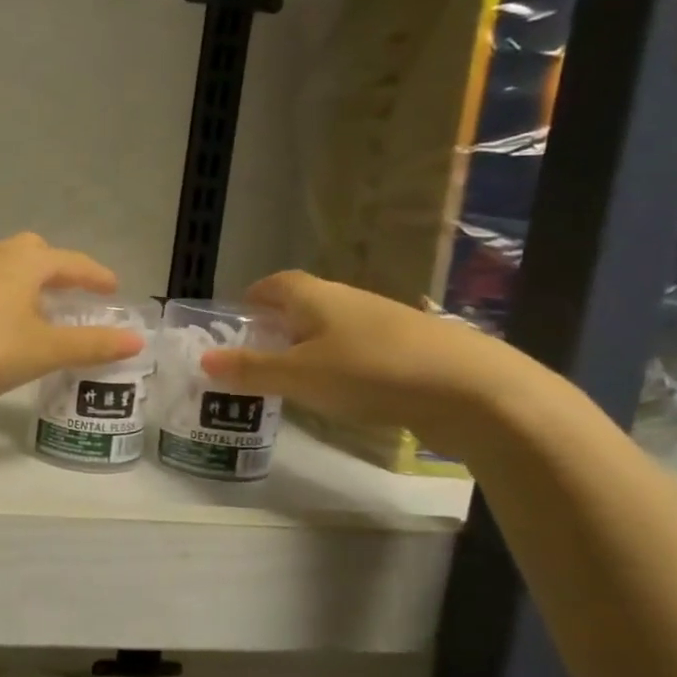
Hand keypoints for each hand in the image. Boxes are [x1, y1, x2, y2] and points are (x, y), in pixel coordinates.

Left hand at [0, 234, 144, 398]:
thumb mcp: (43, 350)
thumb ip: (90, 345)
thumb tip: (136, 340)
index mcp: (26, 262)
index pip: (72, 262)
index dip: (96, 275)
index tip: (113, 288)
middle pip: (34, 251)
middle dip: (57, 269)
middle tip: (71, 292)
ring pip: (5, 264)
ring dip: (26, 280)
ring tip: (36, 307)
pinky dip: (2, 292)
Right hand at [201, 271, 537, 454]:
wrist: (473, 390)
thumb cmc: (371, 372)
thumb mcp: (299, 376)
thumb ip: (251, 370)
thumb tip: (203, 360)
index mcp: (316, 297)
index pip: (275, 283)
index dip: (253, 297)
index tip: (236, 319)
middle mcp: (349, 300)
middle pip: (304, 304)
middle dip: (278, 325)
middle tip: (256, 355)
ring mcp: (384, 323)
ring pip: (333, 327)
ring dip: (309, 346)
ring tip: (293, 379)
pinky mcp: (411, 349)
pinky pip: (360, 349)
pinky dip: (341, 363)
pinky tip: (343, 392)